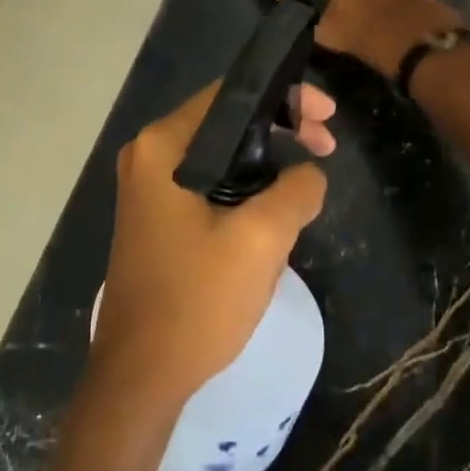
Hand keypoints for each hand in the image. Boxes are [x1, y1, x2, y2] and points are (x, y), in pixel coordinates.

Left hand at [93, 80, 334, 409]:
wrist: (141, 375)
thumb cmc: (196, 301)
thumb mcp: (262, 240)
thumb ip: (297, 190)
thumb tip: (308, 174)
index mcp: (162, 147)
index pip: (229, 95)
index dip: (285, 97)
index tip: (327, 117)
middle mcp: (148, 157)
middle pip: (225, 123)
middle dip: (280, 129)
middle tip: (327, 146)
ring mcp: (149, 191)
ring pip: (219, 157)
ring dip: (265, 163)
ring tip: (307, 182)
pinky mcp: (157, 220)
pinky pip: (207, 186)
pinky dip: (244, 189)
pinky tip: (275, 211)